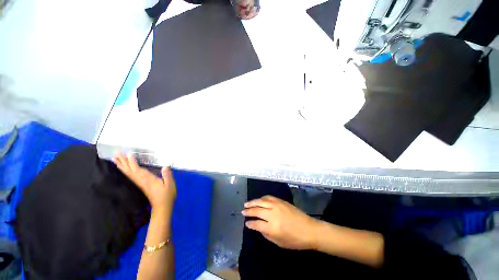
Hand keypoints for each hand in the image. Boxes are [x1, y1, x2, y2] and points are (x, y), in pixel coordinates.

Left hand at [113, 151, 176, 212]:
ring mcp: (140, 183)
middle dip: (124, 162)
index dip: (133, 162)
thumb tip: (165, 166)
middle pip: (130, 171)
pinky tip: (124, 168)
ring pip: (129, 173)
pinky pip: (131, 176)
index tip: (128, 154)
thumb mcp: (170, 185)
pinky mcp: (141, 185)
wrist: (162, 206)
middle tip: (116, 153)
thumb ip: (167, 175)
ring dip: (122, 166)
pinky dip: (126, 171)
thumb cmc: (167, 195)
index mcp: (149, 180)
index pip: (138, 170)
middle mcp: (142, 181)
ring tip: (115, 159)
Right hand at [242, 195, 318, 249]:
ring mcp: (277, 205)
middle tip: (243, 211)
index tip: (246, 223)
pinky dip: (262, 198)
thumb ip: (266, 234)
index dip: (250, 223)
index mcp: (272, 227)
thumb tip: (257, 226)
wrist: (309, 229)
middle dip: (248, 211)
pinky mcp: (281, 201)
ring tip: (247, 204)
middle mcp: (273, 214)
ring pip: (261, 201)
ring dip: (253, 202)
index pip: (256, 224)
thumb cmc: (295, 240)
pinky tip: (259, 200)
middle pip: (257, 210)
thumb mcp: (279, 242)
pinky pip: (268, 197)